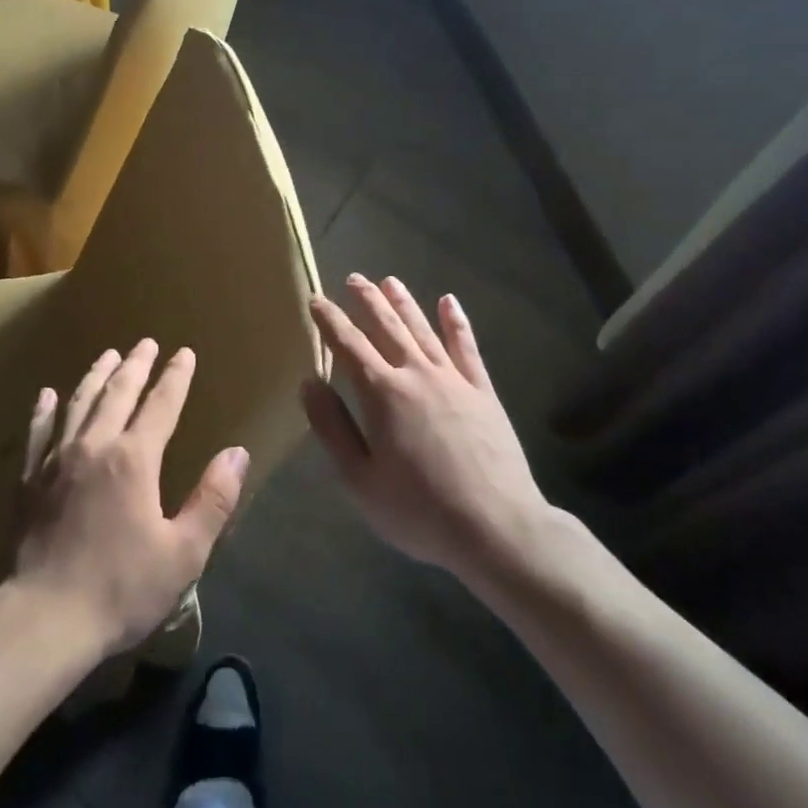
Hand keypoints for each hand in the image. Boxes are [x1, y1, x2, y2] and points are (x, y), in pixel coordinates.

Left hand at [12, 340, 249, 658]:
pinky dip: (45, 410)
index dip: (175, 377)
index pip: (161, 405)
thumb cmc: (120, 588)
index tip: (184, 352)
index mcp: (134, 459)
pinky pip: (38, 432)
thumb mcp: (182, 553)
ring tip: (107, 355)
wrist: (43, 618)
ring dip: (96, 375)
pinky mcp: (29, 480)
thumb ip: (212, 500)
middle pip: (118, 393)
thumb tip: (237, 452)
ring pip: (79, 403)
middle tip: (146, 342)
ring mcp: (56, 459)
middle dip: (136, 364)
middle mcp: (95, 445)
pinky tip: (47, 394)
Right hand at [302, 275, 552, 586]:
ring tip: (389, 280)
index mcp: (382, 393)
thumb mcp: (359, 480)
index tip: (315, 300)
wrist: (497, 529)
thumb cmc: (419, 510)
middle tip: (353, 279)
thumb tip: (309, 383)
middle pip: (387, 326)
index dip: (330, 320)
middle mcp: (416, 373)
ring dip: (404, 302)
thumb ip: (332, 427)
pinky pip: (467, 347)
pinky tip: (449, 302)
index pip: (348, 345)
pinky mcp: (483, 392)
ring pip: (423, 329)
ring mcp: (454, 379)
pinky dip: (457, 322)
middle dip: (367, 301)